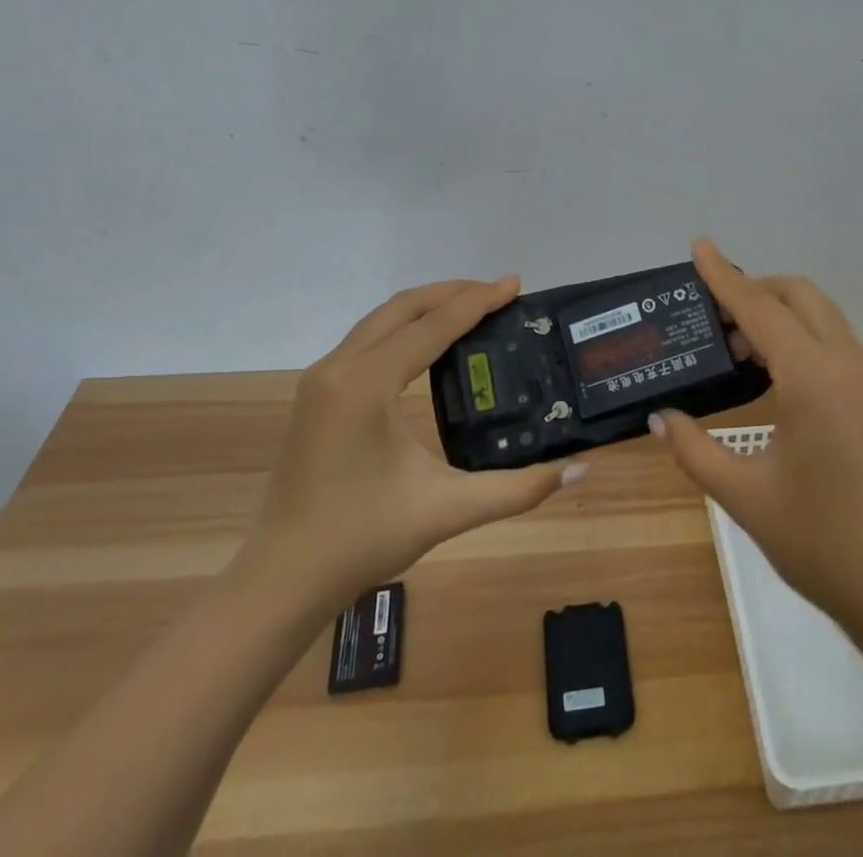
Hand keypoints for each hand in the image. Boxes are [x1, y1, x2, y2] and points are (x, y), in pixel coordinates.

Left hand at [226, 278, 586, 617]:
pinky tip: (429, 342)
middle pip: (403, 308)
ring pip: (381, 319)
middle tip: (498, 293)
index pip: (432, 326)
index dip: (477, 301)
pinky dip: (404, 327)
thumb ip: (517, 489)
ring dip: (426, 306)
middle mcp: (339, 367)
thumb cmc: (363, 539)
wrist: (283, 578)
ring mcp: (321, 378)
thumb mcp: (448, 510)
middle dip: (452, 293)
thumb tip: (579, 468)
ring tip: (471, 307)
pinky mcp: (316, 392)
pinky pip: (367, 339)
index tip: (515, 284)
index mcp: (366, 385)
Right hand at [652, 240, 862, 633]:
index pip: (759, 308)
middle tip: (712, 315)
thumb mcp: (746, 497)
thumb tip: (660, 418)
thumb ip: (696, 450)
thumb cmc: (825, 544)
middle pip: (799, 296)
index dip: (724, 277)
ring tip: (735, 350)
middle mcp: (847, 364)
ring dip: (778, 315)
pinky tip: (772, 378)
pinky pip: (833, 344)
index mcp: (813, 378)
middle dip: (755, 289)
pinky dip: (799, 339)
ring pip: (820, 317)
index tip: (699, 247)